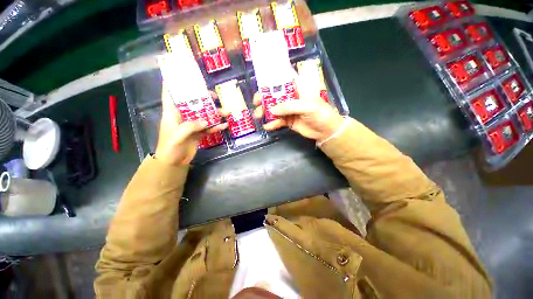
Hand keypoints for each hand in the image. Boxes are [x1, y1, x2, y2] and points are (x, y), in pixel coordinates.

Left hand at [155, 84, 227, 165]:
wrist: (175, 162)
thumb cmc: (170, 147)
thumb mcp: (178, 136)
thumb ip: (191, 127)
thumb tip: (206, 121)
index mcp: (172, 112)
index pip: (170, 94)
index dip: (173, 83)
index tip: (182, 74)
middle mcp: (182, 116)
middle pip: (193, 103)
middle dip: (203, 98)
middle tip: (214, 97)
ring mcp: (192, 124)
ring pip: (204, 115)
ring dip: (215, 114)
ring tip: (226, 112)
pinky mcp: (198, 132)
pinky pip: (209, 127)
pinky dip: (216, 126)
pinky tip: (224, 125)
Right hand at [252, 70, 343, 142]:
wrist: (326, 131)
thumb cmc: (321, 114)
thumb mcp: (307, 106)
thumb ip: (289, 106)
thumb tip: (272, 109)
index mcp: (298, 88)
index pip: (284, 78)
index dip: (273, 77)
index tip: (261, 79)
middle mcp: (291, 97)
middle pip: (275, 94)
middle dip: (264, 97)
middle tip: (256, 102)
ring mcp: (289, 110)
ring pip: (274, 108)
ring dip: (265, 111)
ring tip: (257, 116)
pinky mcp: (288, 120)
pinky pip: (278, 121)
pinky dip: (272, 123)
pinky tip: (267, 126)